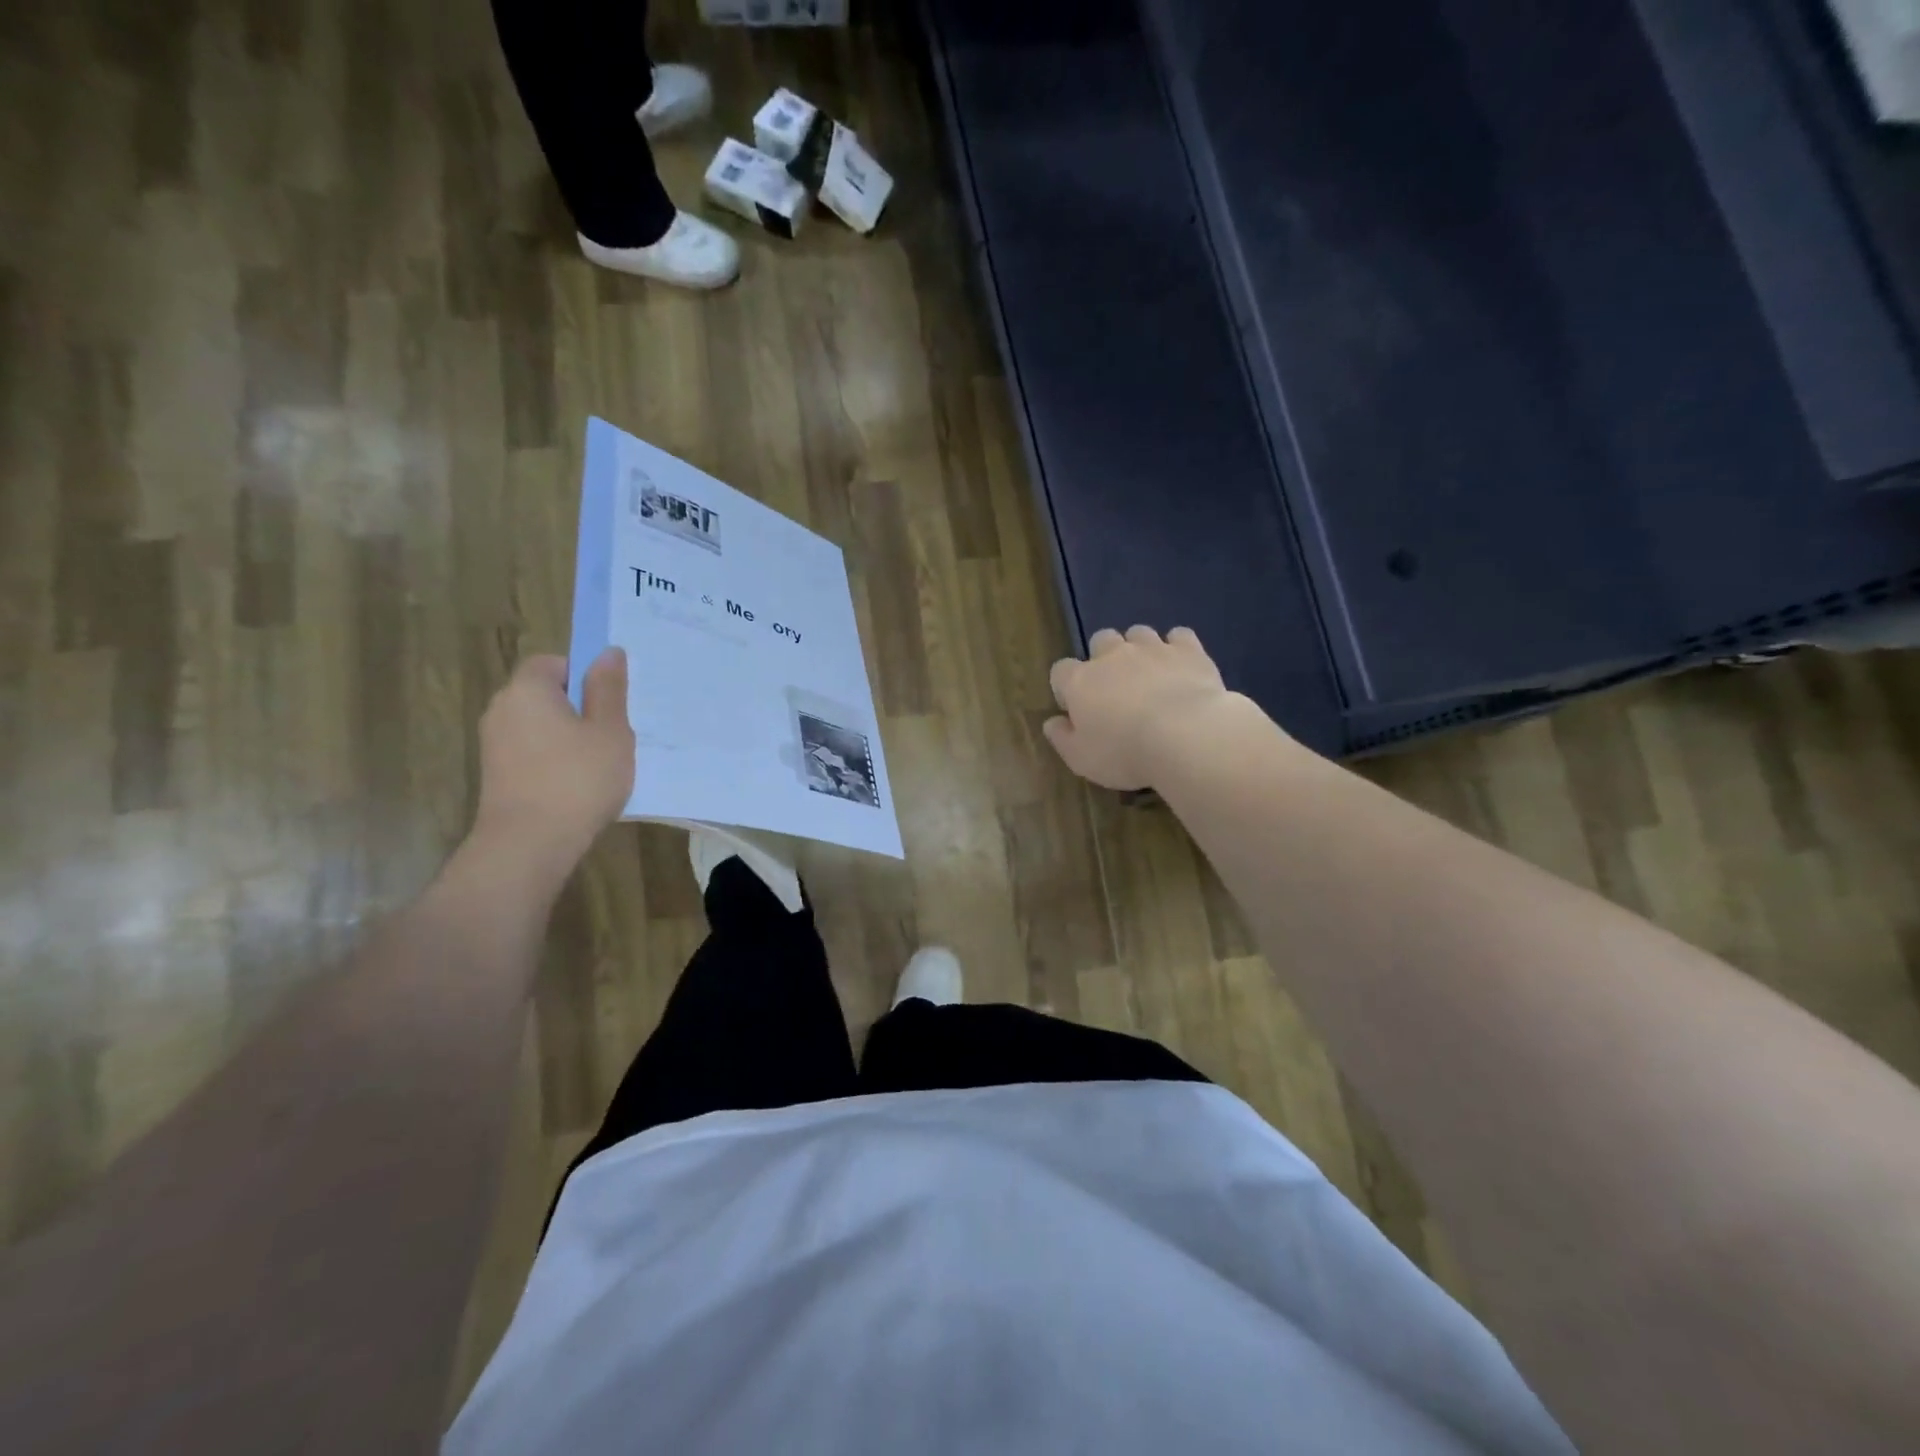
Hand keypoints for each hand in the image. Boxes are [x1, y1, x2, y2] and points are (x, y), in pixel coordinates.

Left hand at [472, 649, 634, 869]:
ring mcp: (493, 744)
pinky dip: (553, 760)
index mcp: (527, 690)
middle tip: (612, 733)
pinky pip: (531, 752)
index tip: (608, 703)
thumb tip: (608, 652)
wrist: (529, 844)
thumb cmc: (578, 779)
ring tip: (598, 764)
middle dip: (577, 708)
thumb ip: (608, 689)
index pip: (551, 662)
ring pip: (539, 726)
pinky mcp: (495, 774)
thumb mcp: (610, 731)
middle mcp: (501, 709)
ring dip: (567, 737)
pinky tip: (577, 785)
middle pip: (544, 694)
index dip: (582, 675)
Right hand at [1043, 626, 1242, 790]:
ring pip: (1138, 633)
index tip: (1077, 709)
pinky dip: (1177, 647)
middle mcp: (1112, 656)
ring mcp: (1152, 648)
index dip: (1067, 687)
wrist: (1185, 737)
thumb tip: (1051, 723)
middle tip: (1115, 687)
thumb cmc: (1124, 753)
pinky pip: (1179, 636)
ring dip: (1139, 649)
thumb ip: (1062, 738)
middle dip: (1104, 658)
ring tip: (1150, 675)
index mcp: (1080, 682)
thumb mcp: (1081, 759)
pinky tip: (1181, 666)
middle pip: (1100, 640)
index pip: (1061, 671)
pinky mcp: (1188, 650)